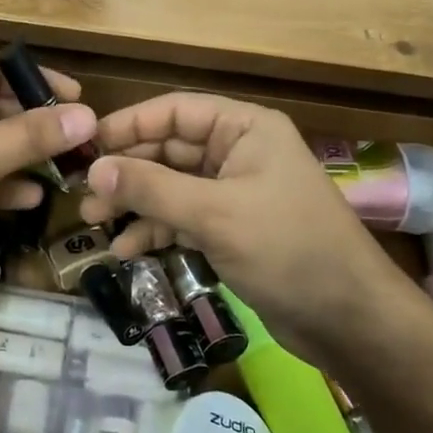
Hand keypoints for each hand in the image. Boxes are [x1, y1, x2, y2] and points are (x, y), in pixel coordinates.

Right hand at [77, 93, 399, 339]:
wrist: (348, 320)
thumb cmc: (287, 249)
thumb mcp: (214, 214)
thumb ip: (151, 188)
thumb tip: (94, 170)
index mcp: (244, 129)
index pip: (175, 111)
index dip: (129, 124)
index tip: (86, 145)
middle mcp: (238, 153)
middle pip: (168, 150)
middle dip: (126, 172)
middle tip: (83, 193)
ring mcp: (234, 193)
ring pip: (171, 187)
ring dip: (134, 203)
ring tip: (94, 223)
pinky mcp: (231, 229)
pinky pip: (182, 218)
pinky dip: (155, 231)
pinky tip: (126, 250)